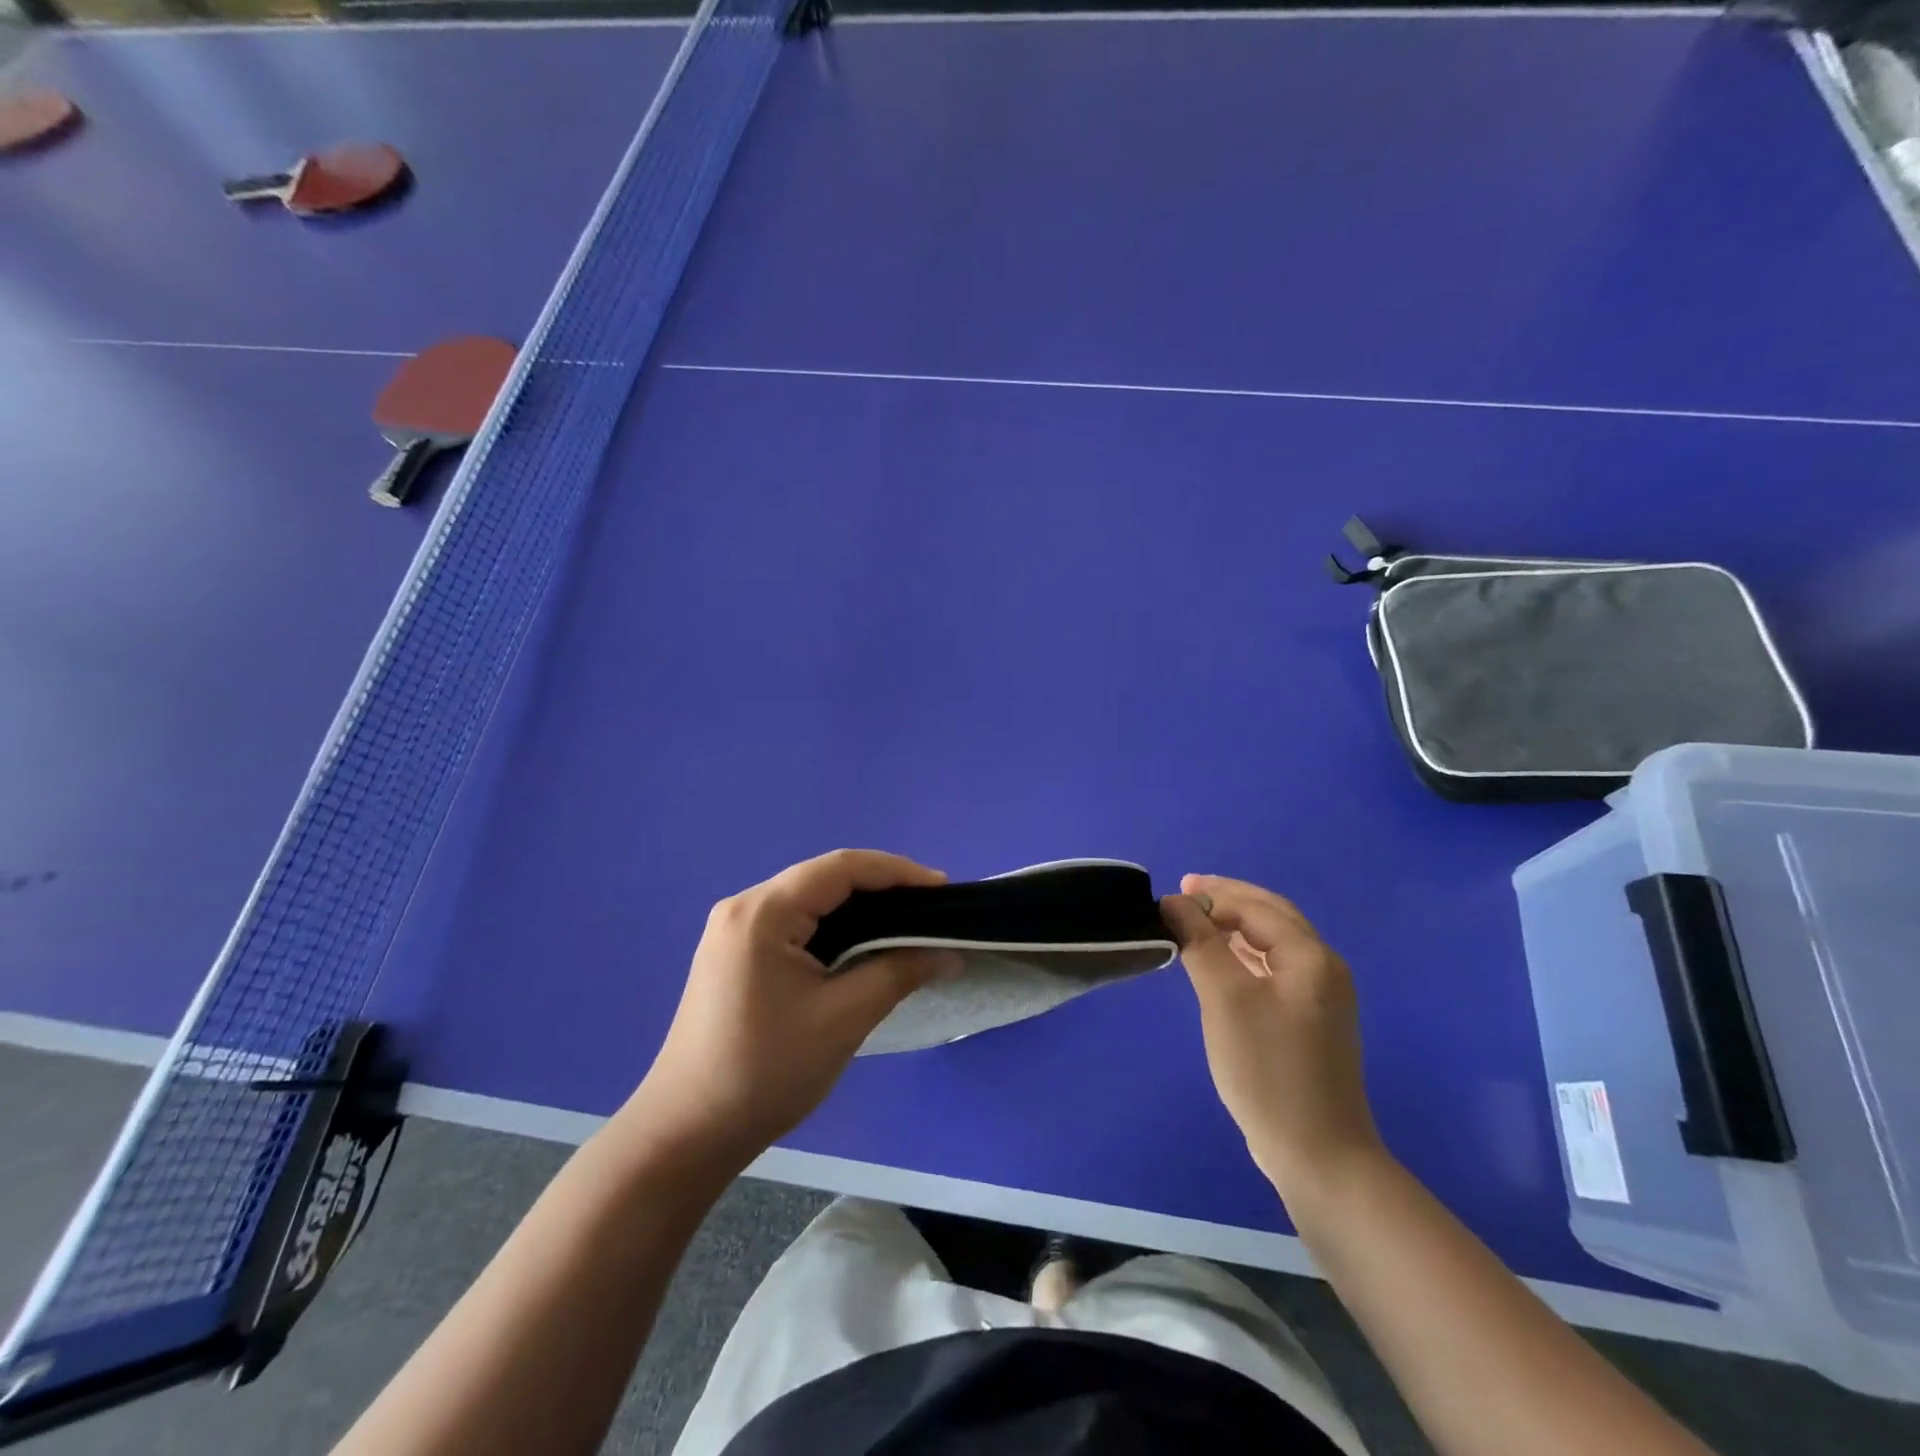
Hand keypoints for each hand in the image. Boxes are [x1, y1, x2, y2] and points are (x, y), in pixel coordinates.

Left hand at [627, 850, 959, 1163]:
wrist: (686, 1133)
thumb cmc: (765, 1073)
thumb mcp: (843, 1019)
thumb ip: (898, 972)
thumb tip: (949, 953)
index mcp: (762, 913)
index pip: (841, 868)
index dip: (897, 872)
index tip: (942, 890)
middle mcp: (743, 907)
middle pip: (824, 878)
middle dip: (881, 888)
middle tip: (930, 909)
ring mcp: (733, 930)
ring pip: (810, 899)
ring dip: (858, 907)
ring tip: (905, 924)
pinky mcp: (734, 954)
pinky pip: (794, 922)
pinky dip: (834, 927)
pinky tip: (862, 945)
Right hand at [1161, 875, 1383, 1202]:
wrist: (1318, 1155)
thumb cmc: (1267, 1069)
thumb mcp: (1225, 998)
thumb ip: (1200, 942)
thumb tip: (1174, 902)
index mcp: (1311, 956)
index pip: (1255, 907)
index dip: (1210, 897)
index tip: (1167, 900)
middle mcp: (1323, 968)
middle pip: (1271, 915)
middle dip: (1228, 899)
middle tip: (1185, 891)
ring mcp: (1321, 997)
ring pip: (1273, 942)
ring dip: (1235, 925)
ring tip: (1196, 920)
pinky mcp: (1310, 1022)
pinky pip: (1274, 968)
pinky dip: (1244, 954)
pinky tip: (1221, 961)